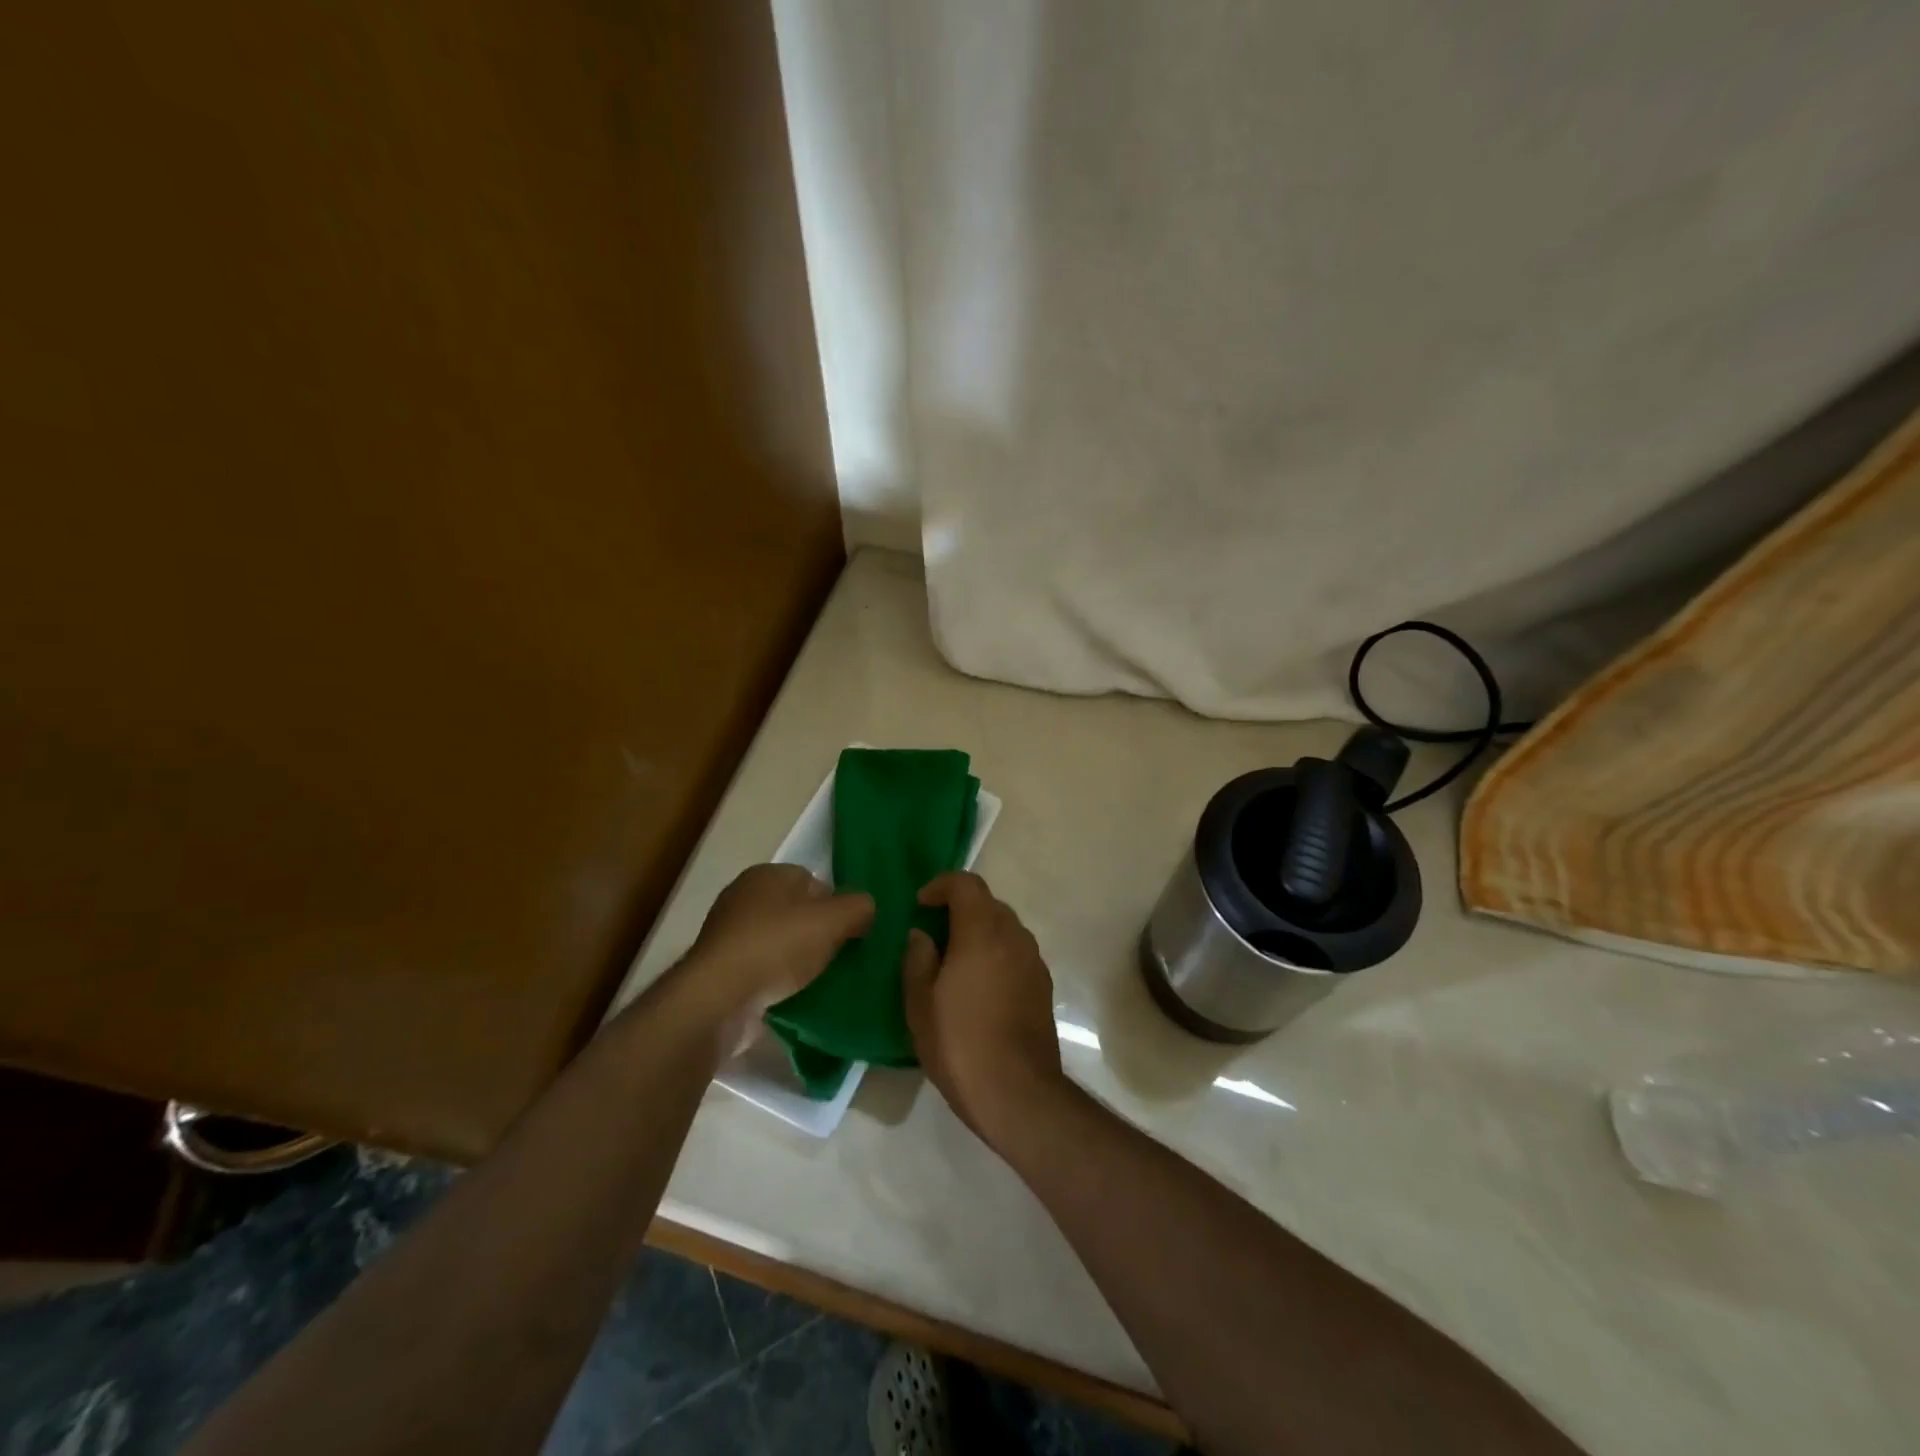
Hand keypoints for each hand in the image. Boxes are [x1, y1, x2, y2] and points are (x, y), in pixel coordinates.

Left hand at [676, 864, 872, 1052]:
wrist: (719, 999)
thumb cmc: (776, 947)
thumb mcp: (832, 920)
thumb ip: (858, 907)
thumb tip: (866, 908)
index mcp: (767, 874)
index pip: (812, 880)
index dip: (834, 904)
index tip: (849, 932)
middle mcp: (743, 897)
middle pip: (795, 911)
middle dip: (817, 932)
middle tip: (838, 957)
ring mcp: (728, 935)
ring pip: (779, 942)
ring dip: (797, 959)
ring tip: (819, 981)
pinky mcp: (721, 970)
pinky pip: (762, 969)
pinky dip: (777, 981)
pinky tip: (793, 997)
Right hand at [902, 871, 1063, 1143]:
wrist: (1017, 1092)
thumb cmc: (959, 1043)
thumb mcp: (920, 1003)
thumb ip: (918, 959)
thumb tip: (922, 935)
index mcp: (982, 932)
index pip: (966, 884)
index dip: (941, 885)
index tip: (921, 903)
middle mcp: (1014, 937)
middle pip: (988, 903)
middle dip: (960, 908)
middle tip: (934, 932)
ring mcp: (1033, 961)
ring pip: (1005, 928)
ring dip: (980, 931)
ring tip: (955, 960)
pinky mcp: (1043, 985)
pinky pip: (1016, 952)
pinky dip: (997, 954)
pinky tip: (980, 986)